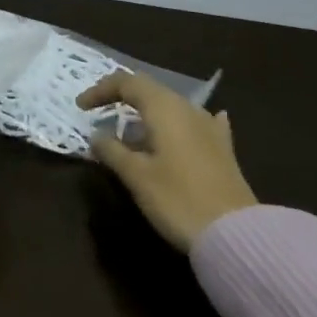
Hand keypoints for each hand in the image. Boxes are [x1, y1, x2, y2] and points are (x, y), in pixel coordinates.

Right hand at [80, 71, 257, 250]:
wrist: (235, 233)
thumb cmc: (178, 199)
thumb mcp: (136, 176)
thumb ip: (112, 151)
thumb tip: (96, 135)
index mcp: (164, 108)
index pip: (126, 83)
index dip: (100, 91)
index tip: (81, 108)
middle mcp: (187, 108)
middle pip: (150, 90)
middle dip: (122, 98)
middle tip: (100, 114)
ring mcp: (209, 127)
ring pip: (171, 107)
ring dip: (147, 114)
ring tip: (130, 132)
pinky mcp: (222, 149)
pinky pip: (195, 124)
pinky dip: (178, 125)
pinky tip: (182, 130)